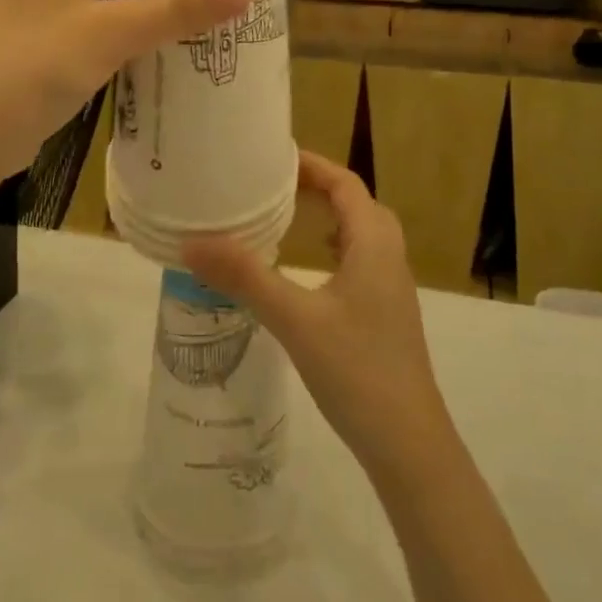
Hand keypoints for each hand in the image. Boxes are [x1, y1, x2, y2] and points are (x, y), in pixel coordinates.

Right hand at [183, 152, 452, 475]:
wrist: (409, 445)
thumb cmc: (356, 371)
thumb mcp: (294, 319)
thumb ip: (245, 278)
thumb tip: (192, 242)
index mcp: (374, 244)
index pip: (346, 184)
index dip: (313, 165)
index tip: (274, 156)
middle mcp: (389, 256)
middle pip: (357, 204)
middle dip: (319, 187)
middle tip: (274, 185)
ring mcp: (392, 288)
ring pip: (362, 234)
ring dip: (329, 217)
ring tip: (287, 218)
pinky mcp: (386, 314)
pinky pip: (361, 261)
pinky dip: (334, 249)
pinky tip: (308, 272)